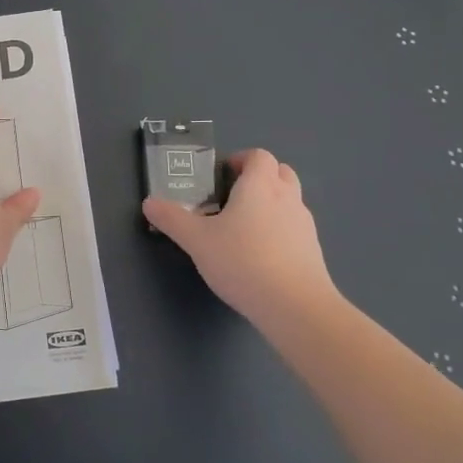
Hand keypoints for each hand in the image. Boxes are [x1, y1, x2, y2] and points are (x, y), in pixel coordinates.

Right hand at [142, 149, 339, 324]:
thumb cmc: (243, 261)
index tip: (224, 174)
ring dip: (273, 202)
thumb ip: (172, 219)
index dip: (242, 159)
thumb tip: (149, 203)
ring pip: (291, 200)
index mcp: (260, 186)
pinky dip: (282, 230)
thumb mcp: (197, 240)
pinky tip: (263, 254)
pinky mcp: (313, 251)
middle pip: (281, 172)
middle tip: (235, 195)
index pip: (259, 156)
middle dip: (261, 176)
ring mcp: (305, 225)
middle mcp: (287, 198)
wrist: (295, 306)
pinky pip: (296, 228)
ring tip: (247, 226)